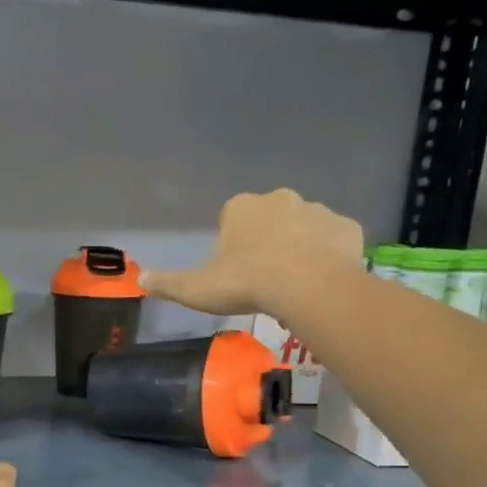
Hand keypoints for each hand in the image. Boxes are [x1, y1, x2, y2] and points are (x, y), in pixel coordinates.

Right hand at [145, 188, 364, 317]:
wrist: (307, 286)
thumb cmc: (246, 282)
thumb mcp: (196, 288)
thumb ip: (168, 283)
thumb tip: (140, 279)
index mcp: (242, 208)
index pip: (231, 217)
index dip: (231, 242)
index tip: (233, 269)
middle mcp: (280, 198)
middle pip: (269, 217)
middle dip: (266, 239)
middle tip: (263, 276)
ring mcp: (317, 210)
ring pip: (304, 227)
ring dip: (299, 246)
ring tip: (293, 283)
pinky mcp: (347, 228)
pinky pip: (334, 240)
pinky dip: (329, 255)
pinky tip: (321, 280)